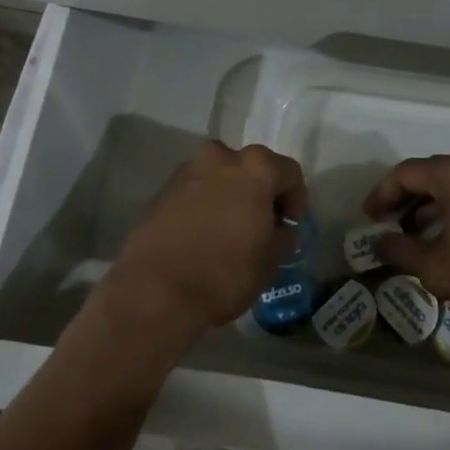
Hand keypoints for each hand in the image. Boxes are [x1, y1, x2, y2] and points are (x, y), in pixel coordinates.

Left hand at [101, 140, 306, 352]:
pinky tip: (200, 236)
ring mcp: (187, 171)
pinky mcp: (161, 191)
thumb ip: (282, 236)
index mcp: (255, 168)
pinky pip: (194, 192)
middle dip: (259, 192)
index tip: (288, 227)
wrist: (155, 291)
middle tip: (259, 225)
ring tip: (227, 231)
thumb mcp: (270, 261)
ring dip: (228, 196)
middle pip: (251, 168)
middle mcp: (221, 158)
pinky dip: (202, 206)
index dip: (295, 200)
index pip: (289, 173)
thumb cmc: (225, 273)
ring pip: (219, 177)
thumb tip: (280, 229)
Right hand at [365, 151, 449, 336]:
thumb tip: (381, 243)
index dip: (382, 194)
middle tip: (388, 223)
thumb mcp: (436, 268)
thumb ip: (401, 251)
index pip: (407, 173)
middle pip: (433, 174)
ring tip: (415, 234)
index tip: (369, 217)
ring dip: (433, 205)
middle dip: (407, 198)